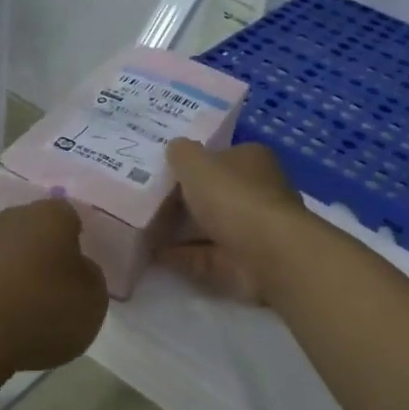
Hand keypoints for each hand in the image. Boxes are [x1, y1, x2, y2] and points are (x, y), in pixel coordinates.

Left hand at [0, 200, 108, 373]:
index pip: (71, 217)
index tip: (81, 272)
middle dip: (45, 256)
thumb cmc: (41, 311)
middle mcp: (10, 218)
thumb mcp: (93, 301)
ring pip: (5, 254)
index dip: (79, 243)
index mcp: (50, 215)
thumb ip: (89, 278)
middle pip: (35, 232)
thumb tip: (76, 271)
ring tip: (26, 314)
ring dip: (15, 275)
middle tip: (56, 291)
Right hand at [160, 140, 305, 303]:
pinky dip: (182, 255)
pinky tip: (153, 254)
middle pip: (215, 193)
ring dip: (180, 230)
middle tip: (147, 200)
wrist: (265, 253)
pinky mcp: (243, 262)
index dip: (194, 163)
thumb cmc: (232, 197)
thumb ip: (181, 153)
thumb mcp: (196, 163)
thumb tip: (175, 148)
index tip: (164, 171)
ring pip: (210, 226)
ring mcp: (252, 230)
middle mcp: (256, 192)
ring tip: (143, 228)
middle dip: (184, 199)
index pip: (222, 157)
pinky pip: (205, 255)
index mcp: (252, 161)